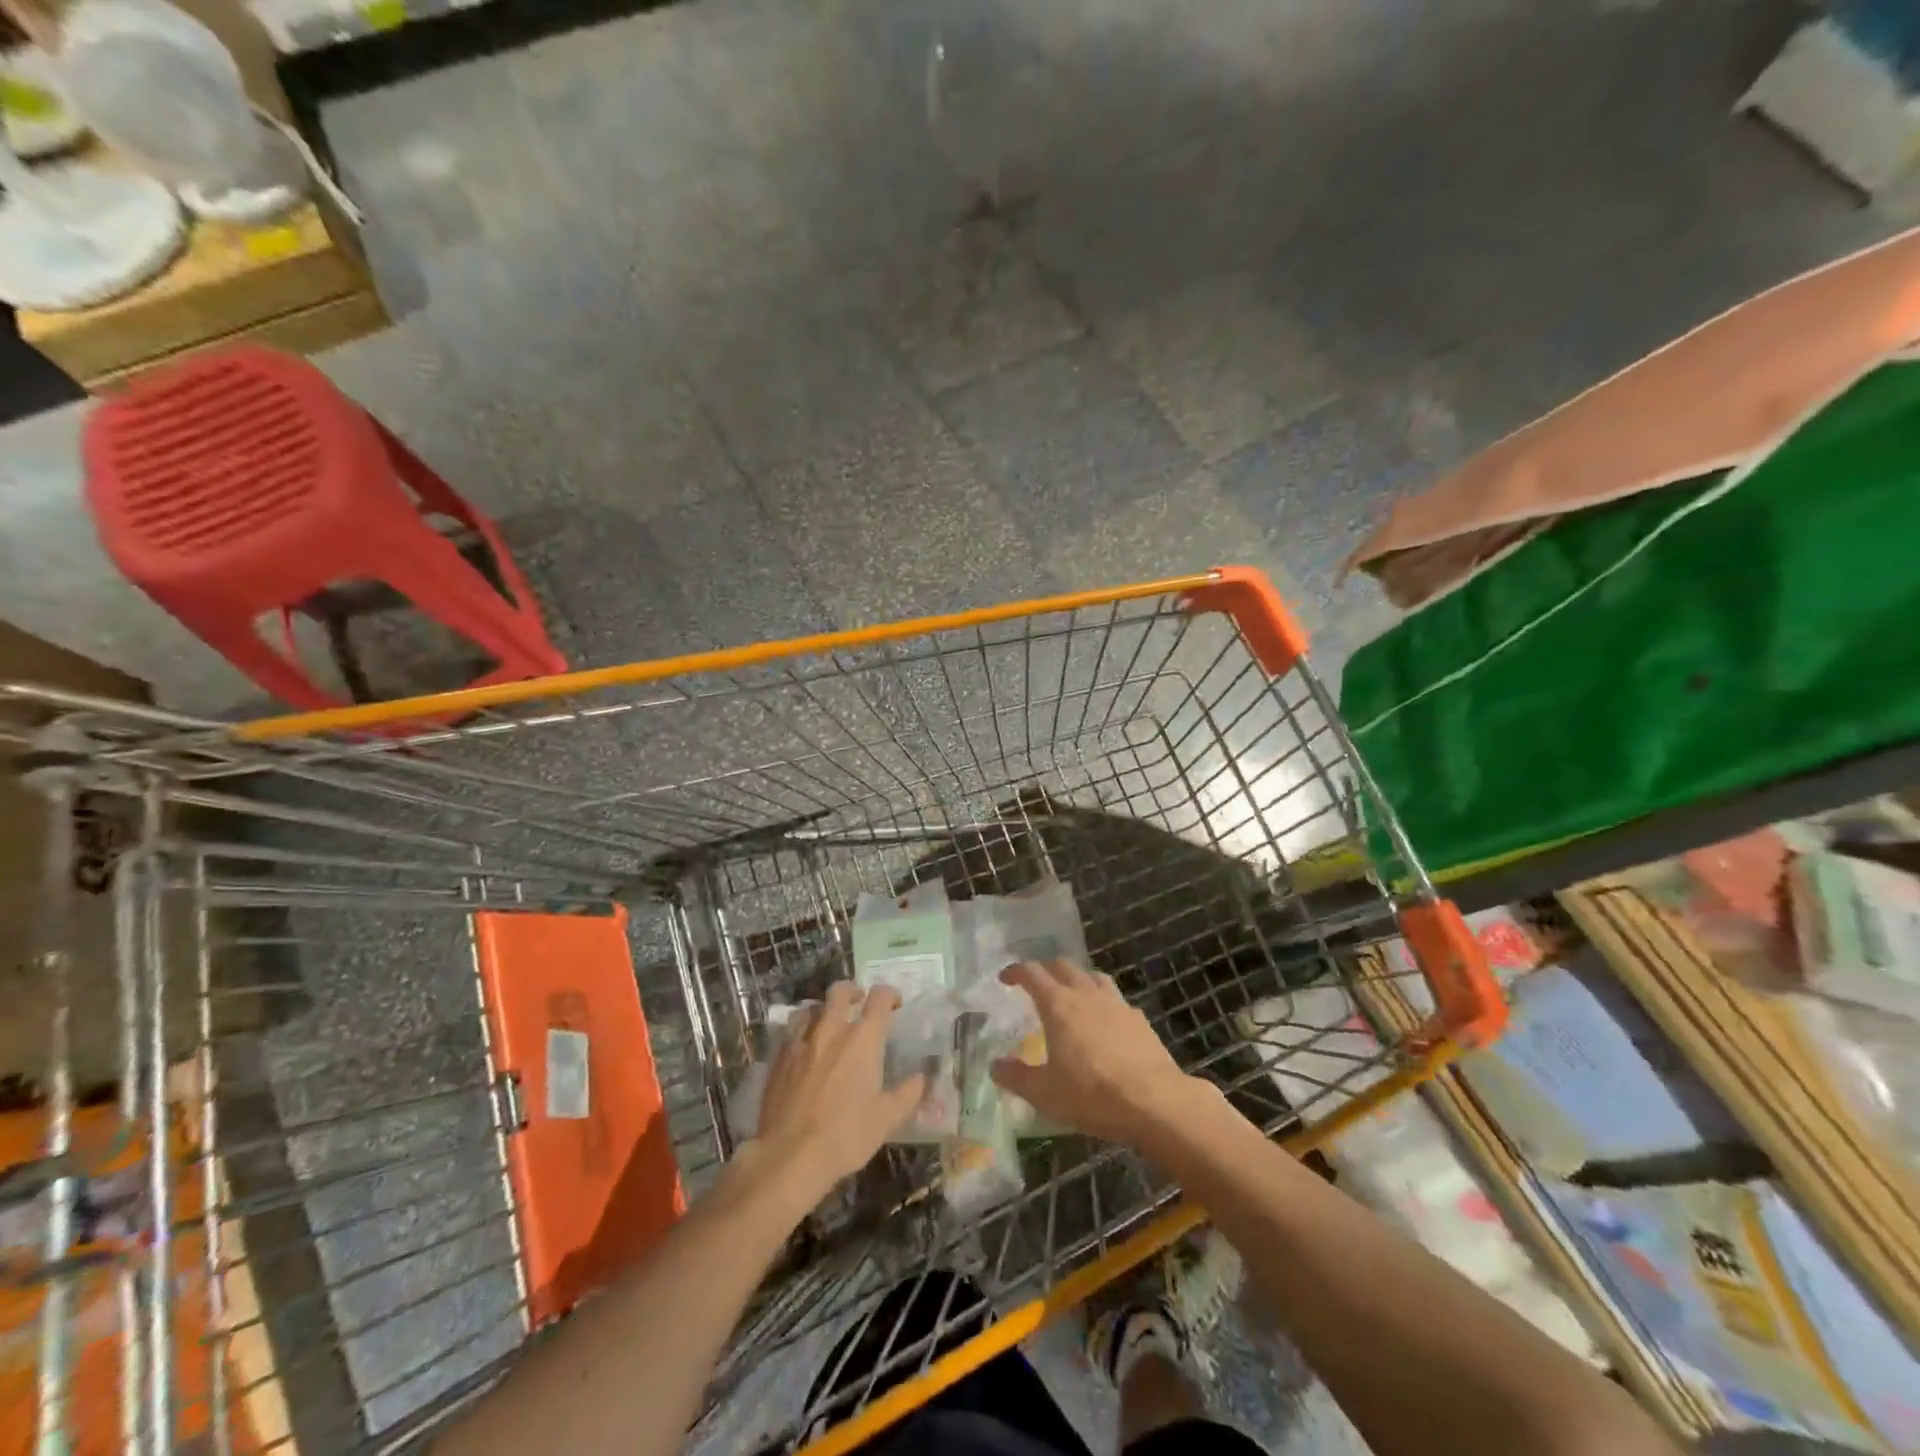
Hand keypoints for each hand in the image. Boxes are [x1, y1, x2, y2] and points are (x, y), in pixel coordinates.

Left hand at [755, 982, 926, 1197]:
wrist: (789, 1156)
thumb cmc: (845, 1135)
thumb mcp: (887, 1119)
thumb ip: (908, 1093)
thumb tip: (922, 1077)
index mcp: (863, 1039)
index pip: (879, 998)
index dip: (889, 995)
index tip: (895, 1004)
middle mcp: (831, 1030)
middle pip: (840, 991)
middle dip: (853, 991)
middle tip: (859, 1003)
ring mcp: (801, 1042)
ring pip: (812, 1008)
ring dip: (824, 1010)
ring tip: (828, 1023)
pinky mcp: (779, 1059)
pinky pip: (791, 1031)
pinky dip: (802, 1031)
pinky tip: (804, 1048)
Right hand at [988, 959, 1203, 1149]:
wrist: (1154, 1101)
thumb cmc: (1092, 1094)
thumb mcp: (1045, 1093)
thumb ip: (1016, 1077)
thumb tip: (995, 1065)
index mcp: (1058, 1005)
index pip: (1032, 973)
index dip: (1016, 971)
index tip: (1005, 977)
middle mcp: (1086, 994)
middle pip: (1063, 966)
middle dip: (1046, 968)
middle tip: (1036, 983)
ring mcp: (1116, 1003)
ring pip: (1093, 976)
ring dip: (1077, 978)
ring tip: (1071, 993)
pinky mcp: (1138, 1019)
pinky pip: (1116, 999)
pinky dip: (1103, 1001)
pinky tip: (1105, 1020)